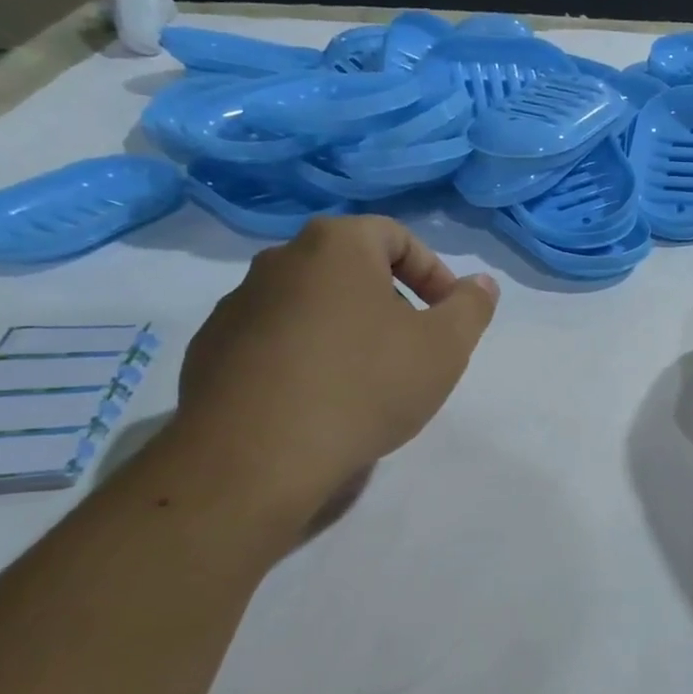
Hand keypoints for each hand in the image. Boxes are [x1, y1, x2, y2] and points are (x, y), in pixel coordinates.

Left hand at [172, 216, 498, 531]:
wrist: (256, 456)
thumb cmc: (365, 386)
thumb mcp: (444, 348)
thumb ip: (471, 308)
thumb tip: (482, 283)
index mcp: (336, 246)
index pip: (396, 236)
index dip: (433, 272)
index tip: (447, 316)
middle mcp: (279, 260)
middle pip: (350, 269)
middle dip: (390, 303)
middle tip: (411, 350)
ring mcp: (237, 305)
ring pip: (310, 305)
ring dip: (345, 330)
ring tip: (364, 382)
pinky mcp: (210, 350)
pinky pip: (273, 340)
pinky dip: (303, 357)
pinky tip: (317, 402)